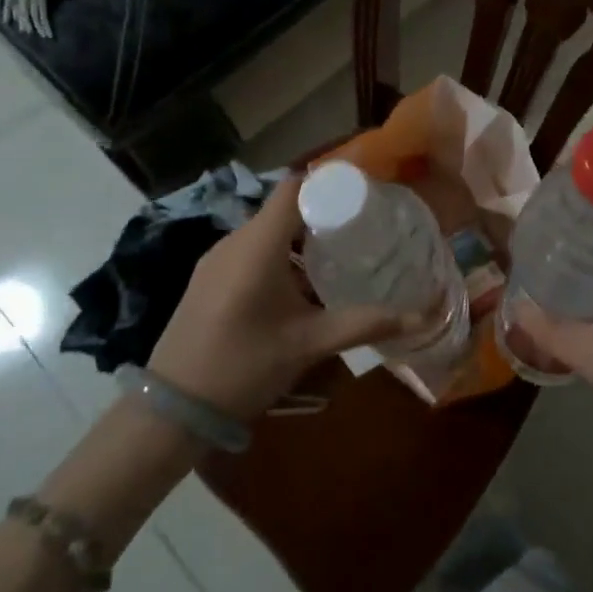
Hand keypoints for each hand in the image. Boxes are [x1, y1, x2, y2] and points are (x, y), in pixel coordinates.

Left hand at [147, 175, 405, 420]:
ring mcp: (216, 259)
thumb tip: (421, 314)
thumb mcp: (309, 344)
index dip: (329, 182)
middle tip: (363, 229)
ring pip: (267, 231)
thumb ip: (365, 324)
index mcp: (258, 244)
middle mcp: (234, 240)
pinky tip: (301, 286)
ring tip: (340, 255)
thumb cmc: (244, 366)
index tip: (365, 194)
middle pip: (284, 208)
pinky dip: (280, 255)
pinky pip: (250, 250)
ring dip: (301, 238)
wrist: (171, 409)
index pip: (295, 187)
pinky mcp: (208, 278)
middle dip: (323, 214)